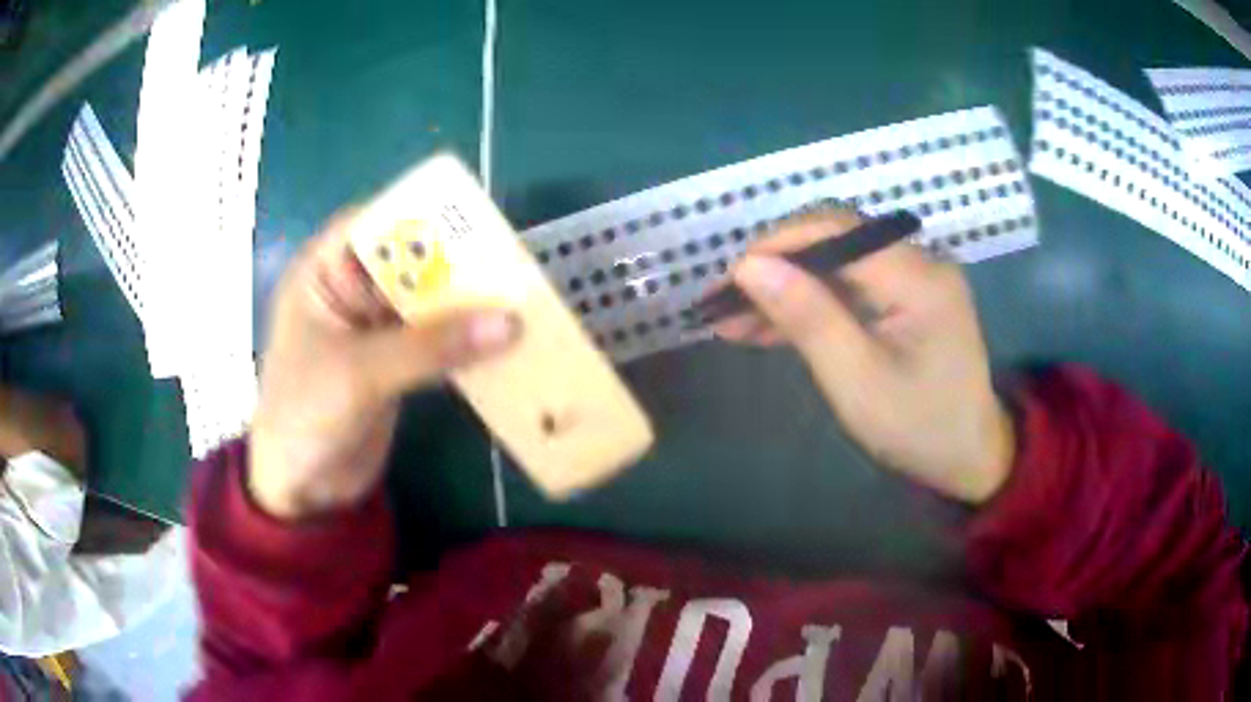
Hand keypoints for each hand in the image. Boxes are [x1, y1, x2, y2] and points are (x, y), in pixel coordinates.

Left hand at [250, 211, 520, 519]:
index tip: (476, 221)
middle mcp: (350, 290)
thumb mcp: (360, 374)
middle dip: (456, 263)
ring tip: (520, 300)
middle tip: (513, 265)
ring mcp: (373, 327)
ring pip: (426, 301)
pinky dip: (464, 341)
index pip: (375, 222)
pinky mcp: (393, 361)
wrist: (301, 487)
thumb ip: (430, 347)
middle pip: (409, 260)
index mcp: (323, 272)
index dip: (422, 215)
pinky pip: (434, 340)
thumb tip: (510, 323)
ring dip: (466, 305)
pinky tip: (502, 342)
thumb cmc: (305, 415)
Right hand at [713, 207, 1014, 503]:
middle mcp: (919, 260)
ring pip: (836, 262)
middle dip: (775, 267)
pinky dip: (811, 302)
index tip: (727, 281)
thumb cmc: (919, 428)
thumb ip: (808, 317)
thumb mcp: (857, 382)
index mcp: (918, 277)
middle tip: (722, 303)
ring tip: (734, 320)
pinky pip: (850, 285)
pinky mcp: (907, 295)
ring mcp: (915, 276)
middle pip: (833, 240)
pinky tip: (771, 325)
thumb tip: (750, 266)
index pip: (835, 231)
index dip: (776, 245)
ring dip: (787, 287)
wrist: (969, 456)